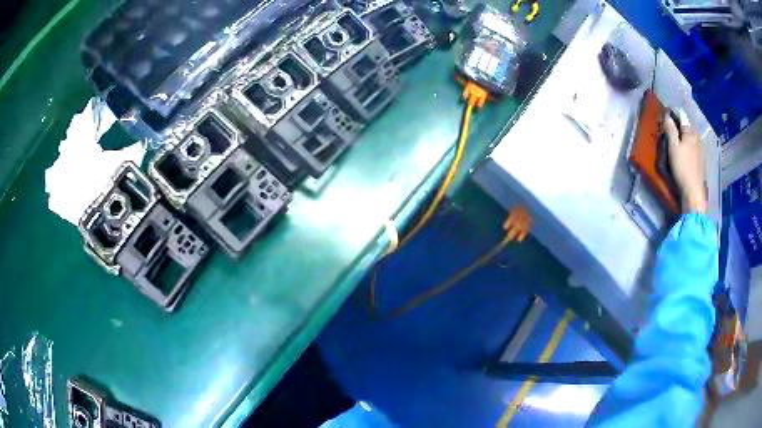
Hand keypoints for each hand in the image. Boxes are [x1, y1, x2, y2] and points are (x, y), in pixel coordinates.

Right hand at [664, 113, 706, 213]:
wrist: (694, 191)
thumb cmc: (682, 167)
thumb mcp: (673, 147)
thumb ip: (670, 130)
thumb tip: (667, 116)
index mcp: (690, 132)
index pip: (682, 117)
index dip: (674, 115)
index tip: (667, 116)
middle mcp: (696, 137)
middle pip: (687, 127)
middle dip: (680, 126)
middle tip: (671, 129)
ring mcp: (700, 149)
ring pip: (691, 137)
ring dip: (684, 136)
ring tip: (677, 140)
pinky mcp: (701, 160)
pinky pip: (693, 147)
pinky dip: (688, 146)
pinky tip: (684, 152)